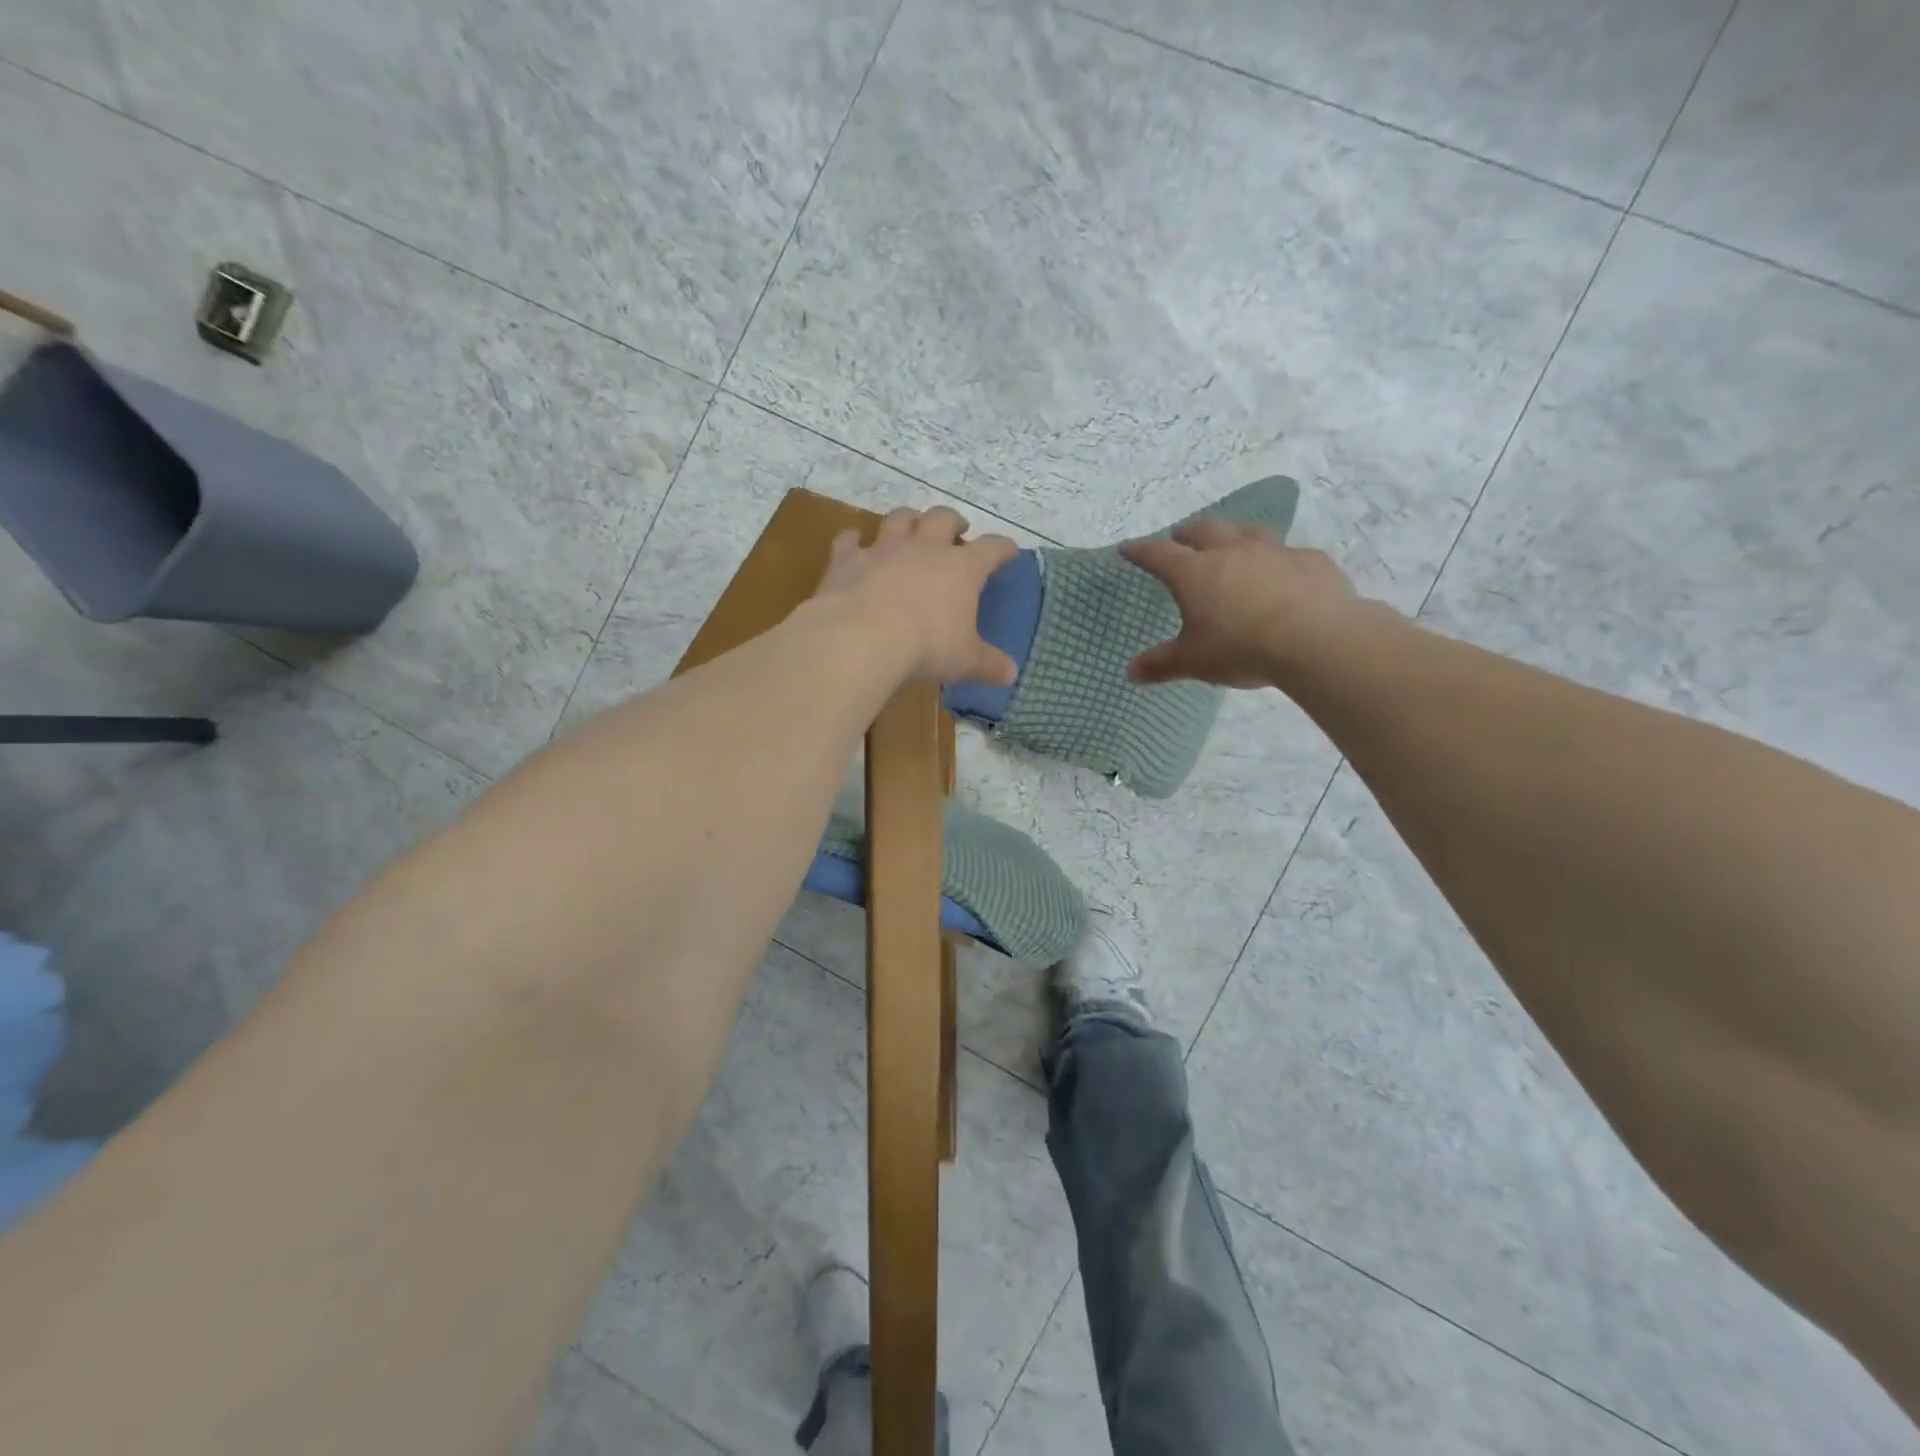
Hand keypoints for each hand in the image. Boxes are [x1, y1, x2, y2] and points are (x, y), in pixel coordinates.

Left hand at [814, 506, 1020, 684]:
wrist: (863, 637)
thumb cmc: (926, 646)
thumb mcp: (965, 661)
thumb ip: (989, 665)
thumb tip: (1011, 674)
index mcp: (962, 568)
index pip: (992, 548)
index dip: (1003, 548)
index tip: (1009, 552)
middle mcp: (925, 548)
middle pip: (943, 518)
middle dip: (953, 520)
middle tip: (957, 529)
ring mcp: (884, 549)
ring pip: (899, 518)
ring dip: (908, 519)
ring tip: (911, 526)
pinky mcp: (849, 559)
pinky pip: (849, 540)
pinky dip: (852, 540)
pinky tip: (853, 543)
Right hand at [1119, 519, 1363, 687]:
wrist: (1317, 640)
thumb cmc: (1242, 648)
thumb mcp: (1193, 662)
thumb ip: (1161, 664)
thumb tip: (1131, 672)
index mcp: (1195, 573)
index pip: (1158, 554)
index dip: (1140, 551)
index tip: (1127, 549)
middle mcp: (1231, 552)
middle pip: (1203, 530)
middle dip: (1187, 534)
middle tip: (1180, 540)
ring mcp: (1274, 552)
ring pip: (1247, 532)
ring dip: (1232, 536)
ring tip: (1229, 546)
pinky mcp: (1310, 561)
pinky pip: (1289, 554)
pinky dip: (1278, 561)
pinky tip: (1282, 574)